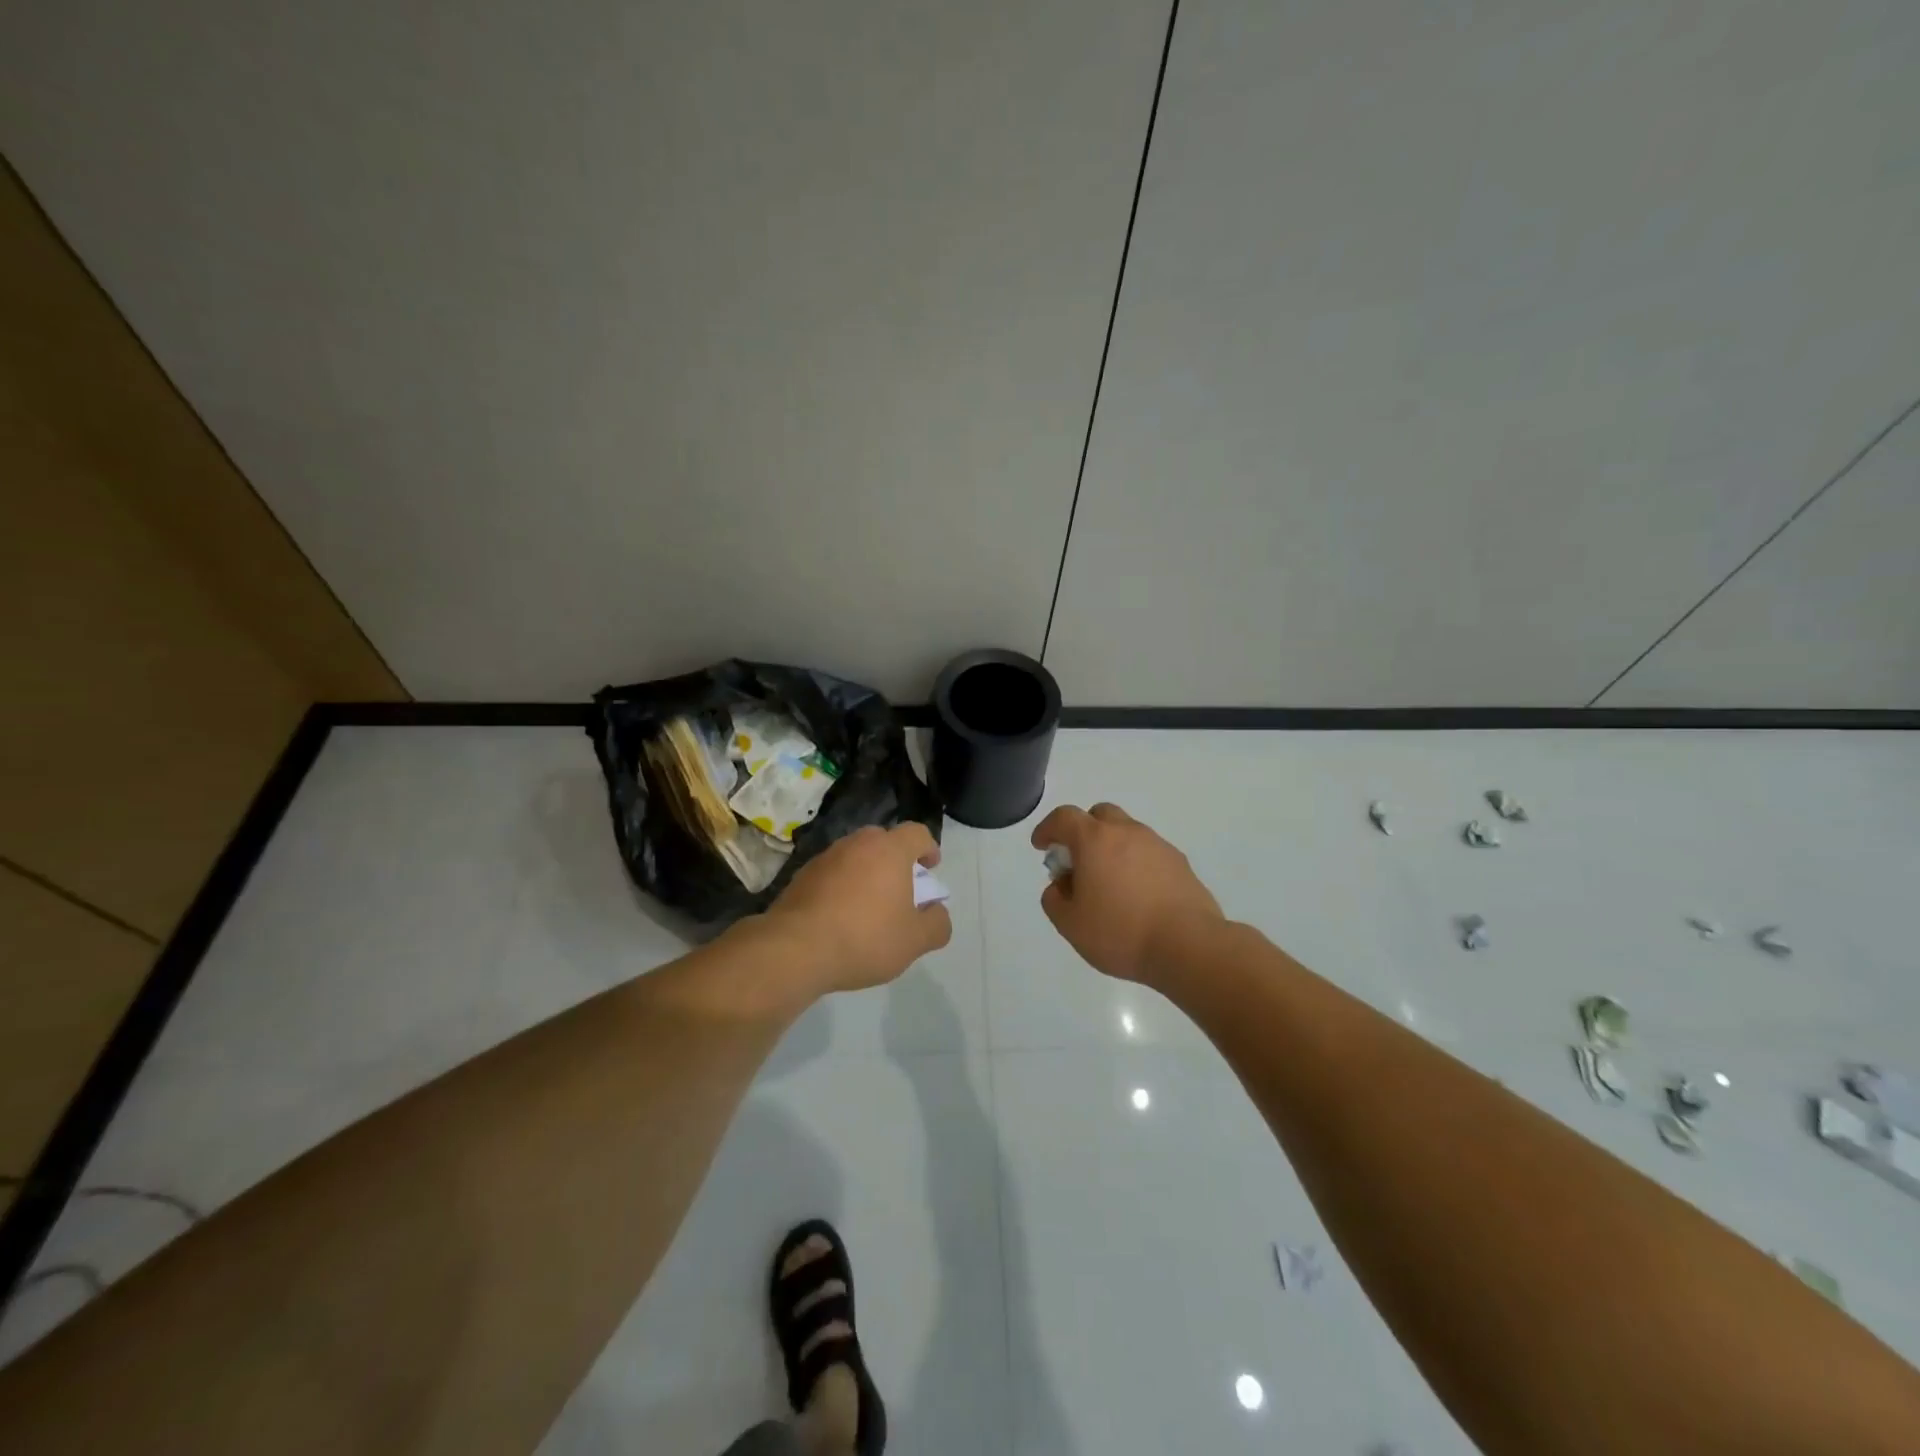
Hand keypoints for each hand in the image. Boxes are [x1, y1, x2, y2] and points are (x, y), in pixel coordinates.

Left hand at [763, 823, 951, 992]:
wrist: (795, 949)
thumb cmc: (865, 938)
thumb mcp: (914, 941)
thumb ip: (937, 924)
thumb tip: (937, 912)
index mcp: (890, 850)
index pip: (917, 833)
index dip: (928, 848)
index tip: (930, 869)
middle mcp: (857, 843)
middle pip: (884, 841)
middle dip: (896, 861)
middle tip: (901, 890)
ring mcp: (826, 857)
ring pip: (856, 856)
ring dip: (867, 873)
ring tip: (869, 907)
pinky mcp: (802, 875)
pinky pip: (832, 873)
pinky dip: (842, 886)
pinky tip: (840, 917)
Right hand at [1031, 803, 1223, 985]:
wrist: (1188, 945)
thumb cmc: (1120, 932)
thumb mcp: (1070, 924)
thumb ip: (1055, 899)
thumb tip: (1061, 886)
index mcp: (1095, 840)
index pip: (1064, 818)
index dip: (1048, 829)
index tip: (1042, 847)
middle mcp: (1127, 832)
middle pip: (1099, 815)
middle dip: (1083, 831)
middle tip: (1078, 862)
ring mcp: (1157, 845)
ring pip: (1127, 833)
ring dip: (1112, 848)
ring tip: (1109, 884)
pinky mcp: (1180, 863)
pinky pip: (1149, 853)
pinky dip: (1136, 864)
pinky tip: (1137, 895)